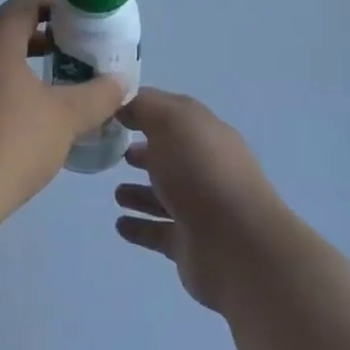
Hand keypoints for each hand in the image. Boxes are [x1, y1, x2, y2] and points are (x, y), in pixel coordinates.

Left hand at [0, 0, 122, 221]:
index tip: (74, 24)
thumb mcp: (65, 120)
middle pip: (0, 37)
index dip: (51, 8)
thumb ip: (97, 96)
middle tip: (62, 63)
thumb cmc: (9, 145)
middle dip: (33, 46)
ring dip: (7, 77)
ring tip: (34, 104)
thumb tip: (119, 83)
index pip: (22, 6)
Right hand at [113, 89, 289, 312]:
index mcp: (206, 133)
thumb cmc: (201, 172)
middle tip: (114, 152)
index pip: (174, 114)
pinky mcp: (191, 244)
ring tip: (116, 193)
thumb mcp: (171, 122)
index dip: (145, 110)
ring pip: (165, 195)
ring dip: (140, 192)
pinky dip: (140, 227)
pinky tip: (120, 224)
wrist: (236, 245)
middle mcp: (207, 167)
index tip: (113, 113)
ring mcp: (200, 208)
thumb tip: (124, 105)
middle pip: (172, 155)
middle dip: (145, 152)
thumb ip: (144, 107)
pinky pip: (159, 231)